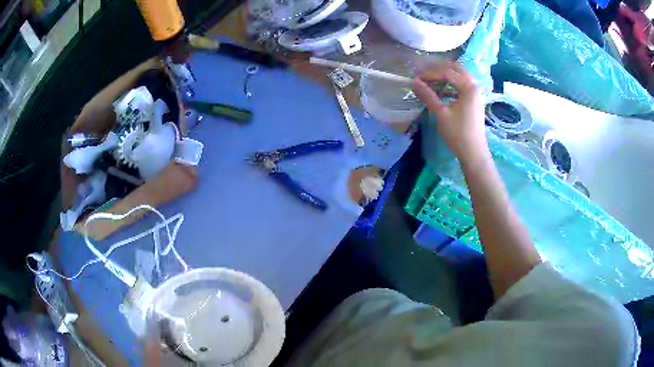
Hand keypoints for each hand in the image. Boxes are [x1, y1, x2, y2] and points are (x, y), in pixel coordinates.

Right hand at [412, 62, 487, 162]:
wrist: (473, 153)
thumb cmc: (458, 134)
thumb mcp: (441, 113)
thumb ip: (428, 95)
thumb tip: (414, 82)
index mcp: (469, 87)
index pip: (447, 72)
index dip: (430, 74)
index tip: (416, 79)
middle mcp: (475, 86)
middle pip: (456, 70)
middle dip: (439, 71)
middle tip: (425, 77)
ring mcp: (476, 94)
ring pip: (459, 77)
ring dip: (445, 78)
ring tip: (430, 84)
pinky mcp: (474, 101)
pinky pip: (462, 86)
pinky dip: (451, 86)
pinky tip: (440, 93)